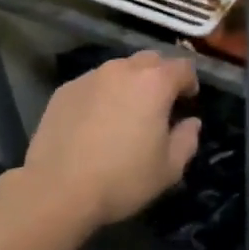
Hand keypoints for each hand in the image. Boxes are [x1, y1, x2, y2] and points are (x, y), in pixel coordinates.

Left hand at [21, 51, 202, 227]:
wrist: (57, 189)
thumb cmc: (122, 179)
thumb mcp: (169, 169)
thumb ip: (187, 140)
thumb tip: (191, 122)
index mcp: (154, 83)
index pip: (182, 67)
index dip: (190, 82)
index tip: (188, 102)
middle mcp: (122, 70)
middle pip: (150, 60)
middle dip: (160, 76)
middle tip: (159, 104)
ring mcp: (90, 77)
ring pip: (119, 69)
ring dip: (129, 84)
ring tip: (125, 112)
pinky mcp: (64, 90)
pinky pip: (93, 84)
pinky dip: (102, 95)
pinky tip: (95, 122)